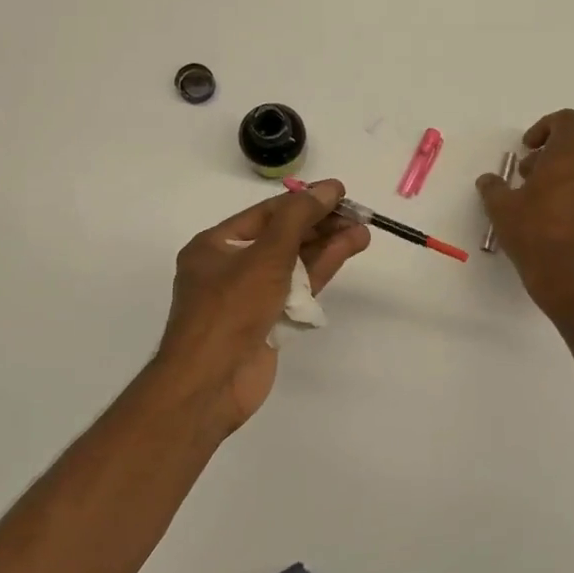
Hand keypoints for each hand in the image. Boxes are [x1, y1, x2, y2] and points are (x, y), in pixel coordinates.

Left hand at [153, 180, 369, 437]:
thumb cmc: (230, 310)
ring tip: (363, 232)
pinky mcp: (268, 322)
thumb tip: (329, 188)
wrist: (210, 383)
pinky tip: (346, 254)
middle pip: (282, 238)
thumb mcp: (265, 256)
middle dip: (320, 225)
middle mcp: (231, 268)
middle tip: (359, 216)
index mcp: (216, 246)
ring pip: (293, 264)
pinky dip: (320, 273)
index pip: (266, 214)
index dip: (304, 201)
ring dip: (326, 247)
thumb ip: (299, 219)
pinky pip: (296, 290)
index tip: (340, 194)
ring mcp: (250, 297)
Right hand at [477, 110, 573, 316]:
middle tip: (525, 174)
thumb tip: (489, 180)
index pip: (566, 121)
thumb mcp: (500, 207)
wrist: (567, 276)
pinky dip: (569, 193)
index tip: (526, 148)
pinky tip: (548, 216)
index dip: (544, 127)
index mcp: (568, 155)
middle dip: (549, 152)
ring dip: (559, 173)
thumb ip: (493, 187)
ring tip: (533, 197)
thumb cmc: (533, 232)